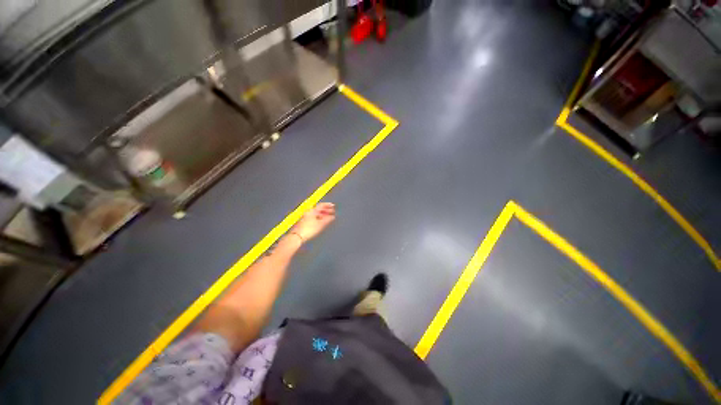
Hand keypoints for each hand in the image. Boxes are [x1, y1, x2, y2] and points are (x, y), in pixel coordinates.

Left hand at [290, 202, 335, 242]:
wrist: (297, 236)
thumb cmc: (309, 229)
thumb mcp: (321, 224)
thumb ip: (327, 219)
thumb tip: (332, 216)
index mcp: (312, 210)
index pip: (321, 205)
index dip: (328, 205)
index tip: (333, 205)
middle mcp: (308, 212)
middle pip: (318, 209)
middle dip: (326, 210)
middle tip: (332, 211)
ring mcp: (305, 216)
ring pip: (316, 213)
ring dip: (322, 214)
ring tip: (328, 217)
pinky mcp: (303, 221)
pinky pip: (313, 217)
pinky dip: (318, 217)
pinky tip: (321, 221)